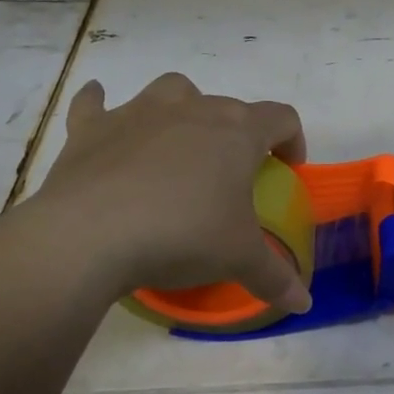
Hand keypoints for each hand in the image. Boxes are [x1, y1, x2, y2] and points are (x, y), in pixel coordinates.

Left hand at [17, 73, 312, 312]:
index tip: (288, 169)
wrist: (90, 236)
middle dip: (236, 134)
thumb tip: (303, 302)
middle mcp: (192, 108)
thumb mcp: (238, 260)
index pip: (281, 118)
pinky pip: (94, 103)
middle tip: (231, 177)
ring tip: (178, 143)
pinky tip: (99, 109)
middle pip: (228, 106)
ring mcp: (138, 112)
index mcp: (236, 132)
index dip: (292, 140)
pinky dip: (99, 104)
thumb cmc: (182, 236)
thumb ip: (275, 277)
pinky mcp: (91, 128)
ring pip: (172, 90)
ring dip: (181, 109)